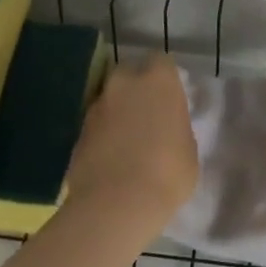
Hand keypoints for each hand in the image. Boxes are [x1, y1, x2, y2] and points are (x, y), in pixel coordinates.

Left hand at [66, 54, 198, 234]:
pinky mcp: (77, 131)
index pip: (162, 62)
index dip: (165, 79)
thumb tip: (168, 129)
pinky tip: (110, 158)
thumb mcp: (188, 150)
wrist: (116, 204)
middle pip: (130, 73)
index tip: (170, 98)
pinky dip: (102, 134)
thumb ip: (177, 128)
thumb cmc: (167, 173)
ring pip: (109, 98)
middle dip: (136, 88)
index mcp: (158, 79)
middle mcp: (124, 83)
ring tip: (127, 141)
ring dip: (117, 112)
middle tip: (147, 115)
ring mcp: (97, 105)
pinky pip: (96, 124)